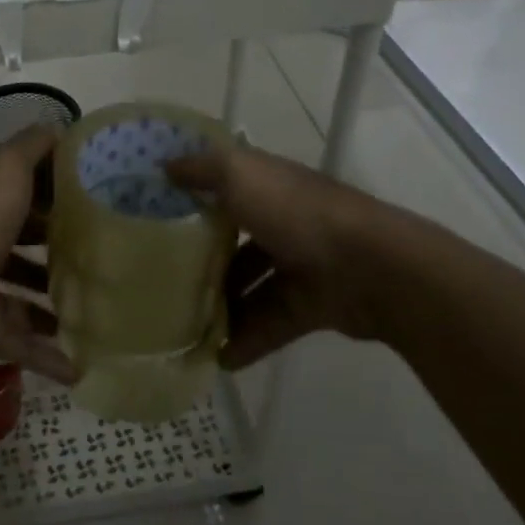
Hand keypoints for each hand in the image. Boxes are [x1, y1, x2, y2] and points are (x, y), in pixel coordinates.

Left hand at [0, 126, 74, 382]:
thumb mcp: (6, 167)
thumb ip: (34, 146)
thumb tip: (61, 128)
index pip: (25, 193)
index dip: (57, 193)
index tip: (99, 200)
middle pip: (25, 244)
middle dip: (57, 249)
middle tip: (105, 257)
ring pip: (23, 296)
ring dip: (53, 304)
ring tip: (97, 309)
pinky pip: (22, 344)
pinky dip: (48, 357)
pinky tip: (80, 367)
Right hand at [167, 143, 383, 369]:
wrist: (370, 269)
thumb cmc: (297, 213)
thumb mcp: (241, 175)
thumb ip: (203, 170)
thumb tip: (166, 165)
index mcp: (270, 187)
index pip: (227, 186)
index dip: (195, 194)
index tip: (155, 211)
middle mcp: (284, 223)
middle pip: (236, 242)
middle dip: (202, 259)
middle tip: (160, 278)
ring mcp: (299, 267)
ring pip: (250, 287)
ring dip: (220, 306)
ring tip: (180, 325)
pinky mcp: (310, 306)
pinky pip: (269, 325)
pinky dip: (246, 341)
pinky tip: (215, 358)